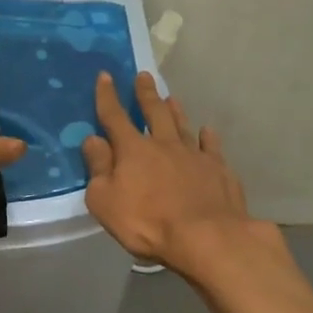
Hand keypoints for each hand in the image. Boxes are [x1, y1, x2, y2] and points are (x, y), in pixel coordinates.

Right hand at [82, 71, 258, 277]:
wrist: (206, 237)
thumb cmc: (147, 222)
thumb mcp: (105, 200)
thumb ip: (98, 168)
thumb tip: (93, 140)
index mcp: (133, 150)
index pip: (115, 117)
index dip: (107, 96)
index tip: (105, 76)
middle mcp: (164, 144)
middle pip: (153, 113)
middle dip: (146, 94)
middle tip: (144, 76)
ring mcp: (194, 155)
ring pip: (182, 126)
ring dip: (175, 111)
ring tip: (171, 98)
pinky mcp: (219, 170)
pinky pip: (212, 147)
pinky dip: (208, 137)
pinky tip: (208, 131)